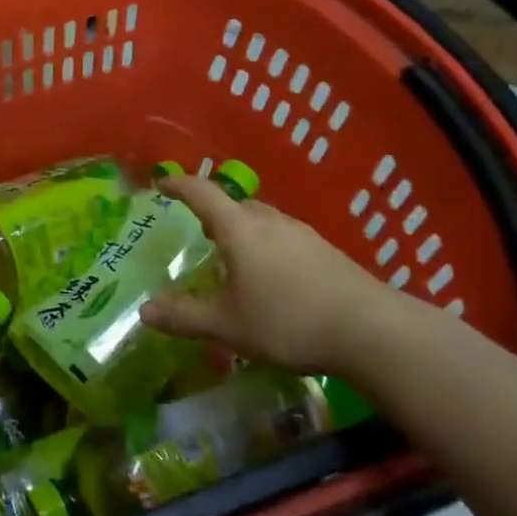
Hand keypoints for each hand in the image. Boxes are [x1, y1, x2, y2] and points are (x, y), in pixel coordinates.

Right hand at [140, 175, 418, 381]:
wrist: (372, 331)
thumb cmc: (287, 321)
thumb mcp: (226, 325)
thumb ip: (183, 316)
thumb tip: (144, 310)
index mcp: (239, 229)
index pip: (201, 193)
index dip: (178, 185)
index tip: (160, 184)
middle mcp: (270, 221)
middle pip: (235, 204)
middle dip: (212, 212)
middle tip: (196, 232)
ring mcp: (303, 234)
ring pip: (263, 221)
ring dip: (242, 231)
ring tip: (232, 258)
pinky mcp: (327, 253)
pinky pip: (285, 239)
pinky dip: (267, 248)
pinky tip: (272, 279)